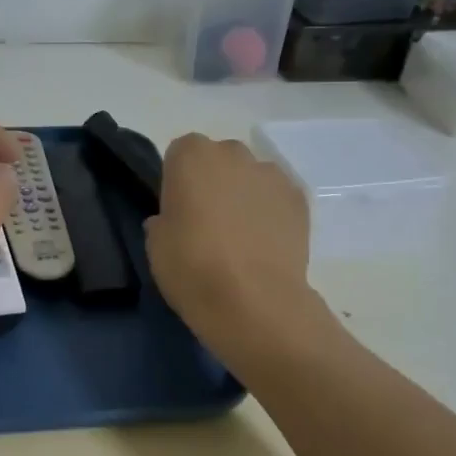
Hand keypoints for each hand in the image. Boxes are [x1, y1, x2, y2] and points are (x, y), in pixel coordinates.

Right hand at [144, 134, 321, 364]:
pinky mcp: (300, 199)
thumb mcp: (155, 244)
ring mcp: (271, 174)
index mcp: (191, 156)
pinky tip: (266, 245)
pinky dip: (272, 213)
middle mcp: (233, 153)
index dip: (178, 182)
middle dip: (214, 182)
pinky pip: (277, 198)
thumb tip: (175, 219)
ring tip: (242, 238)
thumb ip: (164, 219)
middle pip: (219, 160)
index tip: (178, 211)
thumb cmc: (193, 267)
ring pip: (251, 178)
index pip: (180, 154)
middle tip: (208, 223)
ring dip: (244, 196)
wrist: (255, 302)